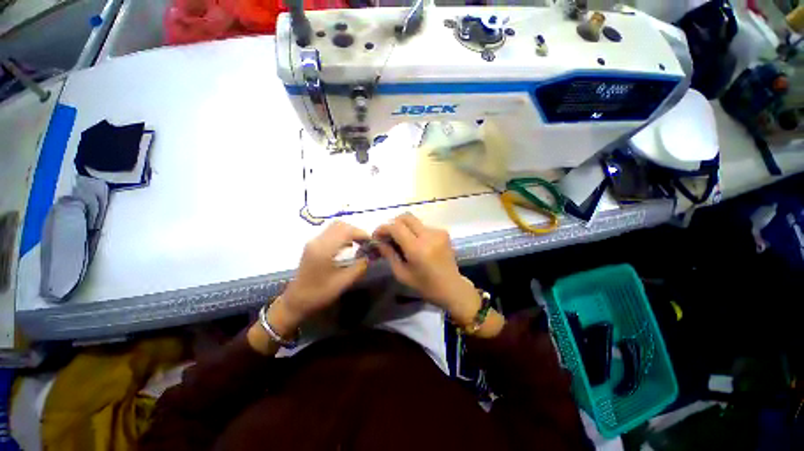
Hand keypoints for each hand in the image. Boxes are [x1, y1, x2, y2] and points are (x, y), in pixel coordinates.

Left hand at [276, 221, 370, 329]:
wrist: (296, 301)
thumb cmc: (319, 293)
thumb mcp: (343, 282)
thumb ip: (359, 267)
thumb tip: (369, 256)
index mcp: (324, 249)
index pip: (346, 231)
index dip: (361, 233)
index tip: (371, 242)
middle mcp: (317, 241)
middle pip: (340, 225)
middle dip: (356, 231)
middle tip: (366, 242)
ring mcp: (313, 242)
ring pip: (335, 227)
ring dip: (349, 232)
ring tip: (360, 243)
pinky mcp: (313, 245)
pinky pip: (330, 232)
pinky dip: (342, 235)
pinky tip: (349, 246)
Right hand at [373, 213, 480, 323]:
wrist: (452, 287)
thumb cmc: (425, 285)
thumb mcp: (402, 274)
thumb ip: (389, 254)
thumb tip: (378, 241)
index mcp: (417, 248)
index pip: (396, 227)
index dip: (383, 228)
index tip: (376, 236)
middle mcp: (429, 235)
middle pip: (406, 217)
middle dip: (393, 224)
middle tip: (388, 236)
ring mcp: (438, 232)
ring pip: (414, 221)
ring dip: (404, 228)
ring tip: (401, 242)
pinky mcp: (443, 232)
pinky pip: (423, 226)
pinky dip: (415, 232)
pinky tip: (415, 244)